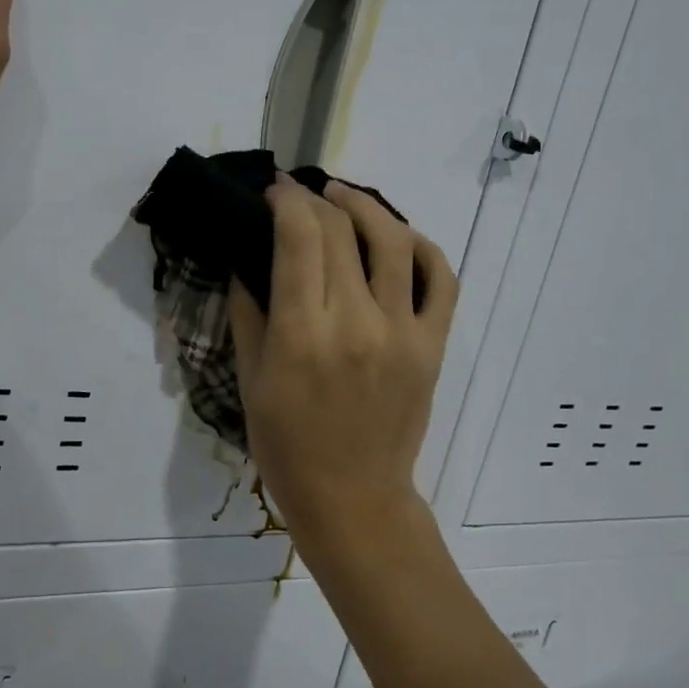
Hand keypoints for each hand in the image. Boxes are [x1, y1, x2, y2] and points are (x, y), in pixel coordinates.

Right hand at [228, 178, 457, 546]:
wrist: (353, 497)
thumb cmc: (288, 445)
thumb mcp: (250, 380)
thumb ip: (248, 311)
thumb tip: (247, 255)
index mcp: (302, 334)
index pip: (299, 237)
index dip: (285, 200)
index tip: (274, 190)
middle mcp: (356, 322)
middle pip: (340, 231)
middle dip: (315, 200)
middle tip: (299, 196)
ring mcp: (402, 331)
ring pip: (393, 240)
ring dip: (365, 206)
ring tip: (343, 197)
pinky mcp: (434, 344)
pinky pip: (440, 279)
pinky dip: (422, 247)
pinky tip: (398, 237)